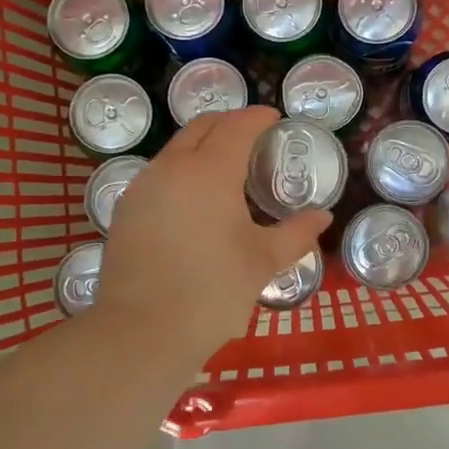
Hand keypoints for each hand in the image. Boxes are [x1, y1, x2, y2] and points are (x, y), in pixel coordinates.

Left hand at [91, 106, 330, 363]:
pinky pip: (158, 175)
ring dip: (202, 146)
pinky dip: (181, 172)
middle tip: (252, 137)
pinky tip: (194, 200)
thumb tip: (323, 217)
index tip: (274, 118)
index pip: (237, 126)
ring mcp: (143, 187)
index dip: (258, 117)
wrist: (143, 331)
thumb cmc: (213, 291)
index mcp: (210, 171)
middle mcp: (172, 167)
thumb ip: (296, 233)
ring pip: (176, 150)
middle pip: (201, 128)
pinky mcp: (126, 210)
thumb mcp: (263, 261)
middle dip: (229, 123)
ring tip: (225, 169)